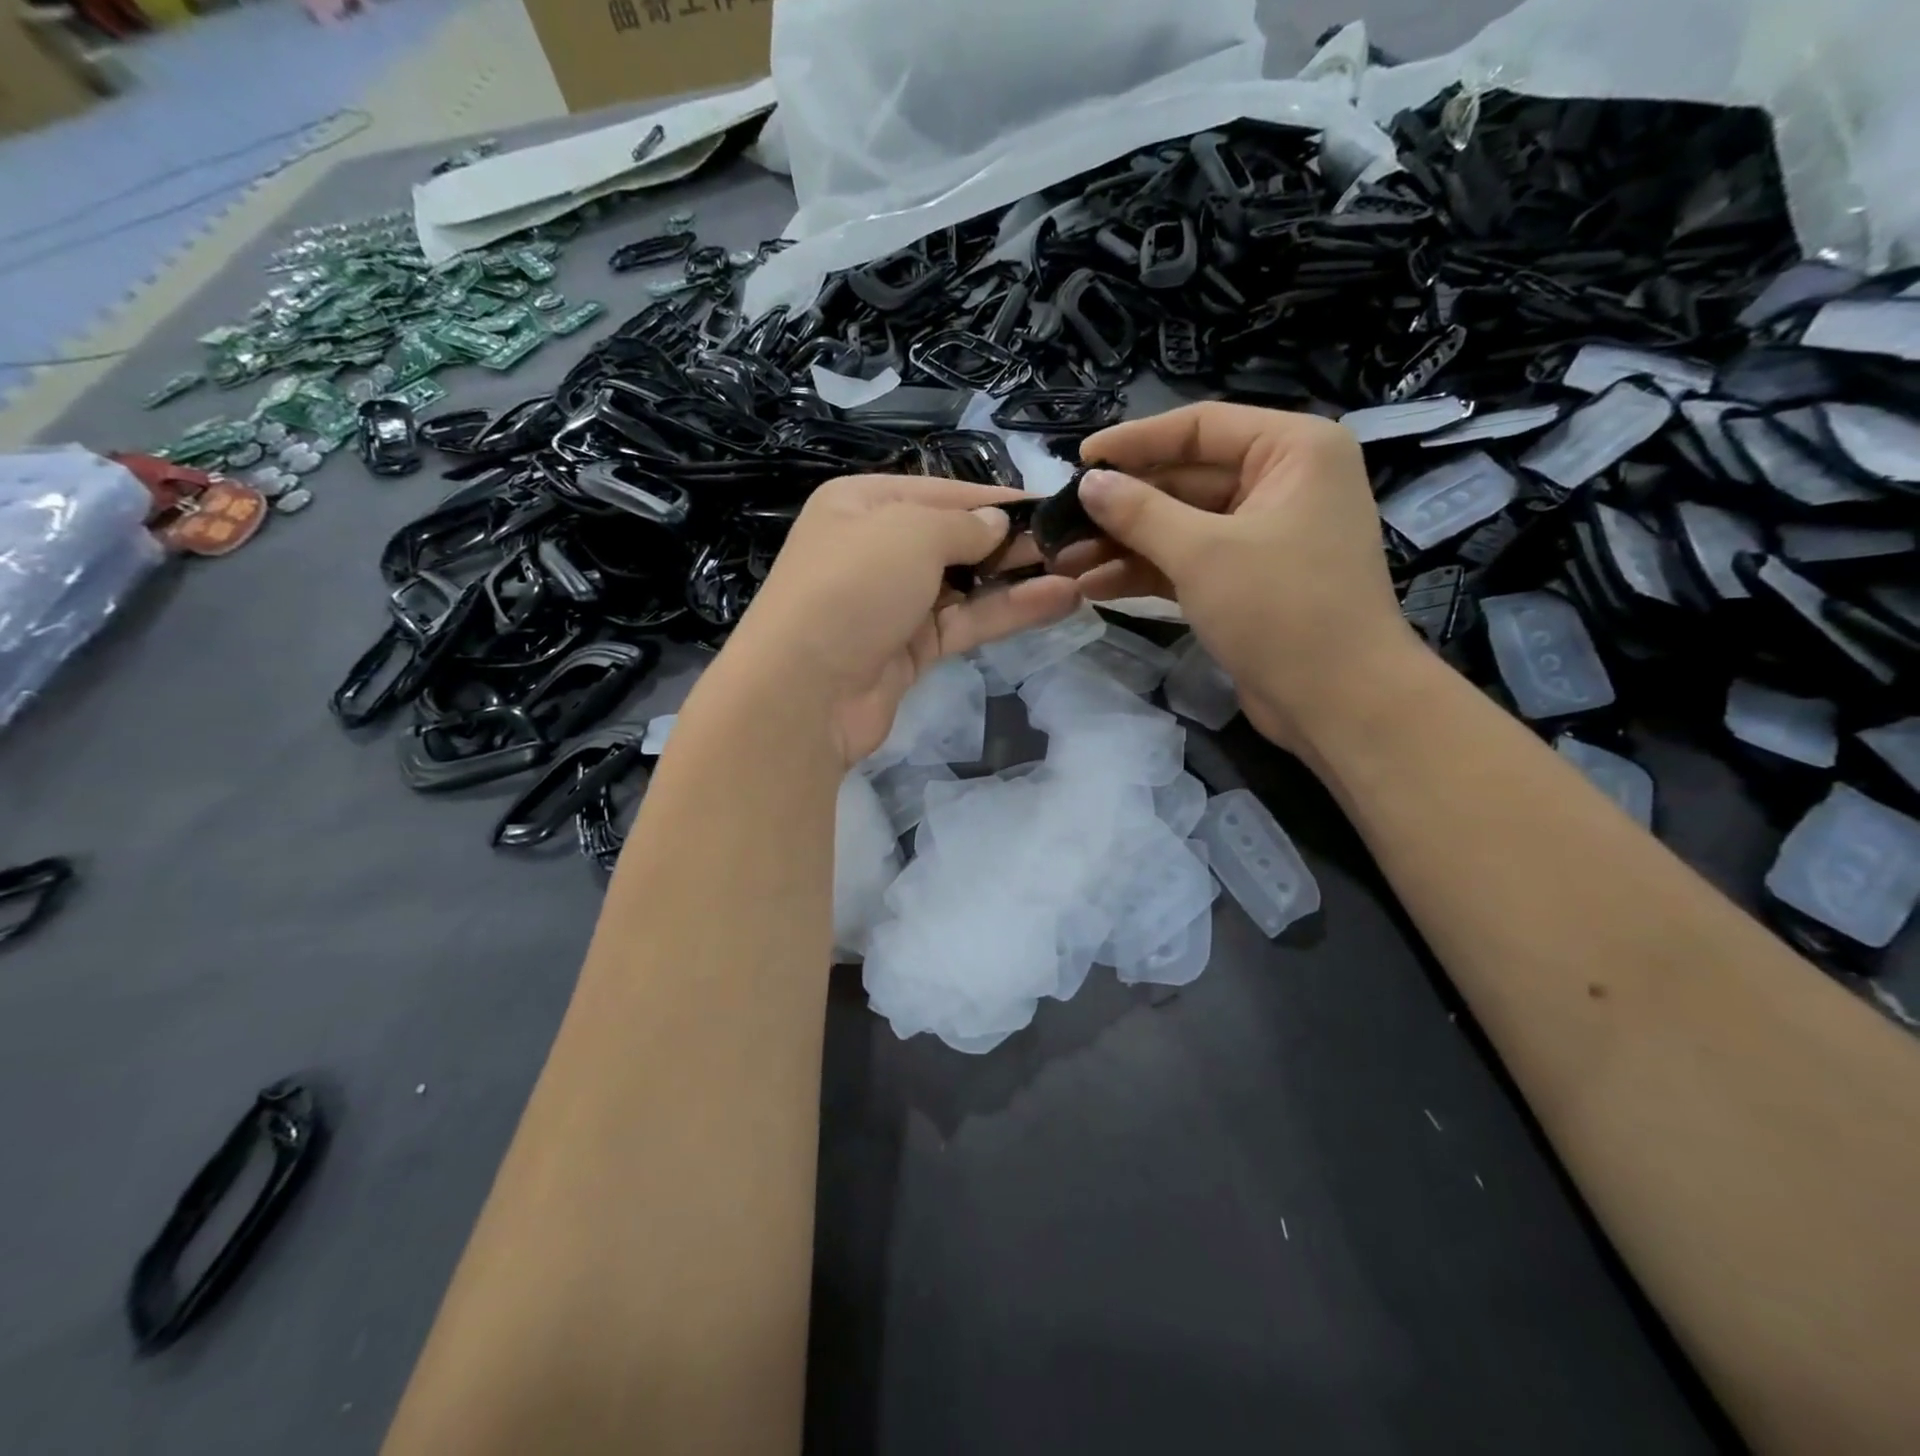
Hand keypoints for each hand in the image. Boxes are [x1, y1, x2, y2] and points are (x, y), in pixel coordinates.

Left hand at [723, 475, 1081, 764]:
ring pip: (967, 584)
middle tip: (1075, 542)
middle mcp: (876, 549)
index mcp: (863, 504)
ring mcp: (894, 603)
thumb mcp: (909, 533)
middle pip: (956, 538)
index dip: (996, 499)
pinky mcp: (911, 650)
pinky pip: (966, 622)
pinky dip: (1008, 612)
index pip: (942, 493)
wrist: (804, 692)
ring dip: (1020, 579)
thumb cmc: (853, 589)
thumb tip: (998, 525)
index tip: (1051, 505)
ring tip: (1080, 570)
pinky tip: (1059, 601)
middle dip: (1013, 541)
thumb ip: (962, 525)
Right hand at [1058, 403, 1416, 751]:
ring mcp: (1264, 535)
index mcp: (1293, 450)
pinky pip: (1188, 562)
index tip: (1080, 460)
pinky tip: (1094, 587)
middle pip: (1185, 479)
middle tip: (1062, 523)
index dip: (1135, 441)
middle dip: (1122, 506)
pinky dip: (1146, 572)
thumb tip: (1089, 483)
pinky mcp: (1247, 581)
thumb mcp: (1203, 553)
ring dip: (1124, 544)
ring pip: (1181, 526)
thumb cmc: (1281, 609)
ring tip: (1066, 563)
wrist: (1338, 702)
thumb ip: (1140, 512)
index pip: (1201, 427)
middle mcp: (1282, 483)